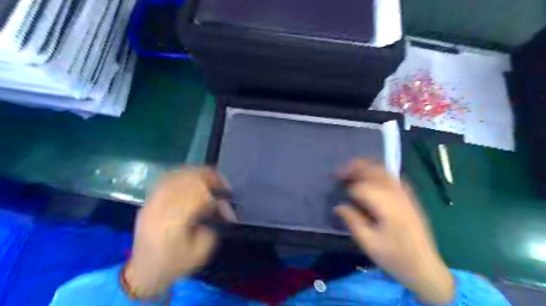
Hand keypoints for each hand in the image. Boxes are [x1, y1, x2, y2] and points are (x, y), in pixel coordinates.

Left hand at [125, 168, 234, 298]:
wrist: (144, 272)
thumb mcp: (202, 251)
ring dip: (197, 174)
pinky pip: (166, 179)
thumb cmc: (175, 263)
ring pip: (177, 176)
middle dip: (210, 178)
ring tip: (210, 178)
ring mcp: (152, 201)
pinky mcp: (149, 201)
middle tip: (222, 184)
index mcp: (175, 220)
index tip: (228, 196)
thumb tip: (220, 207)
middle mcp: (162, 206)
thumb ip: (214, 225)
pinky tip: (191, 179)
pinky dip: (182, 175)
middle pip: (188, 179)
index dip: (217, 193)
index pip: (200, 195)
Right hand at [335, 159, 454, 303]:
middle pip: (374, 170)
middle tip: (340, 172)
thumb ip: (352, 220)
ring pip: (384, 171)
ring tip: (352, 171)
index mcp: (387, 205)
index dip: (347, 185)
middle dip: (355, 167)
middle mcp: (397, 194)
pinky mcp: (409, 197)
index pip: (362, 186)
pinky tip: (371, 179)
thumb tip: (338, 206)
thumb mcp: (368, 242)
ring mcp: (405, 194)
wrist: (425, 267)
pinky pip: (392, 177)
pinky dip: (378, 173)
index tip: (335, 185)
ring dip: (366, 168)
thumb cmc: (394, 256)